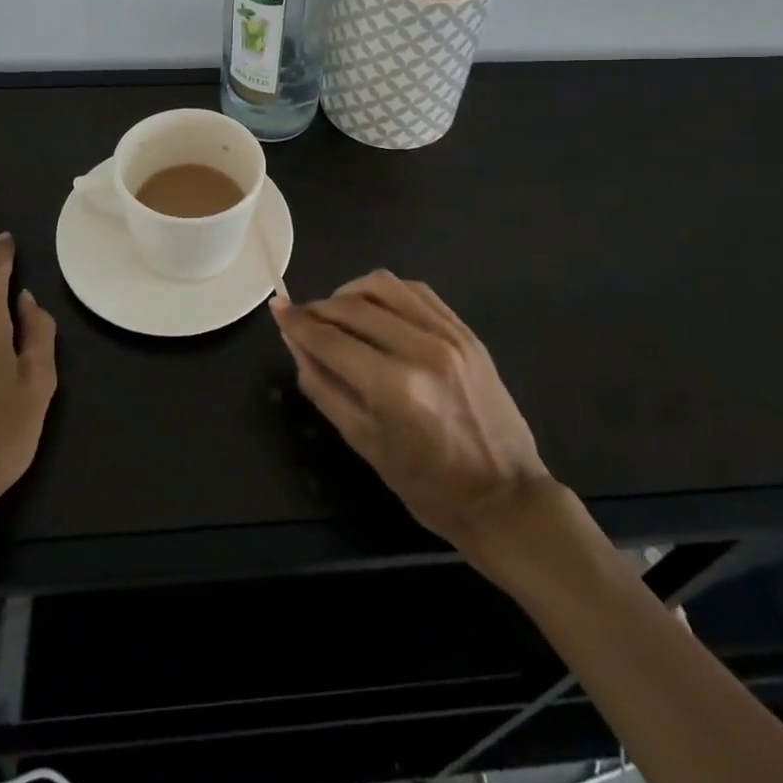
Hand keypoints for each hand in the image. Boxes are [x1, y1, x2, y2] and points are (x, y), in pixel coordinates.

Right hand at [271, 271, 549, 558]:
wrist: (504, 497)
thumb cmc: (428, 486)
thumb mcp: (365, 444)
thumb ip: (324, 387)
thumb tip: (295, 344)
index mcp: (394, 387)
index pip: (330, 339)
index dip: (297, 323)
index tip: (278, 310)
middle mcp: (421, 348)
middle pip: (353, 306)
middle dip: (319, 308)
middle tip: (303, 318)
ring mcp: (448, 335)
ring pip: (384, 286)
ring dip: (351, 292)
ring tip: (338, 311)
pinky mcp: (465, 331)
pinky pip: (416, 291)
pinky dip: (387, 292)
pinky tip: (375, 308)